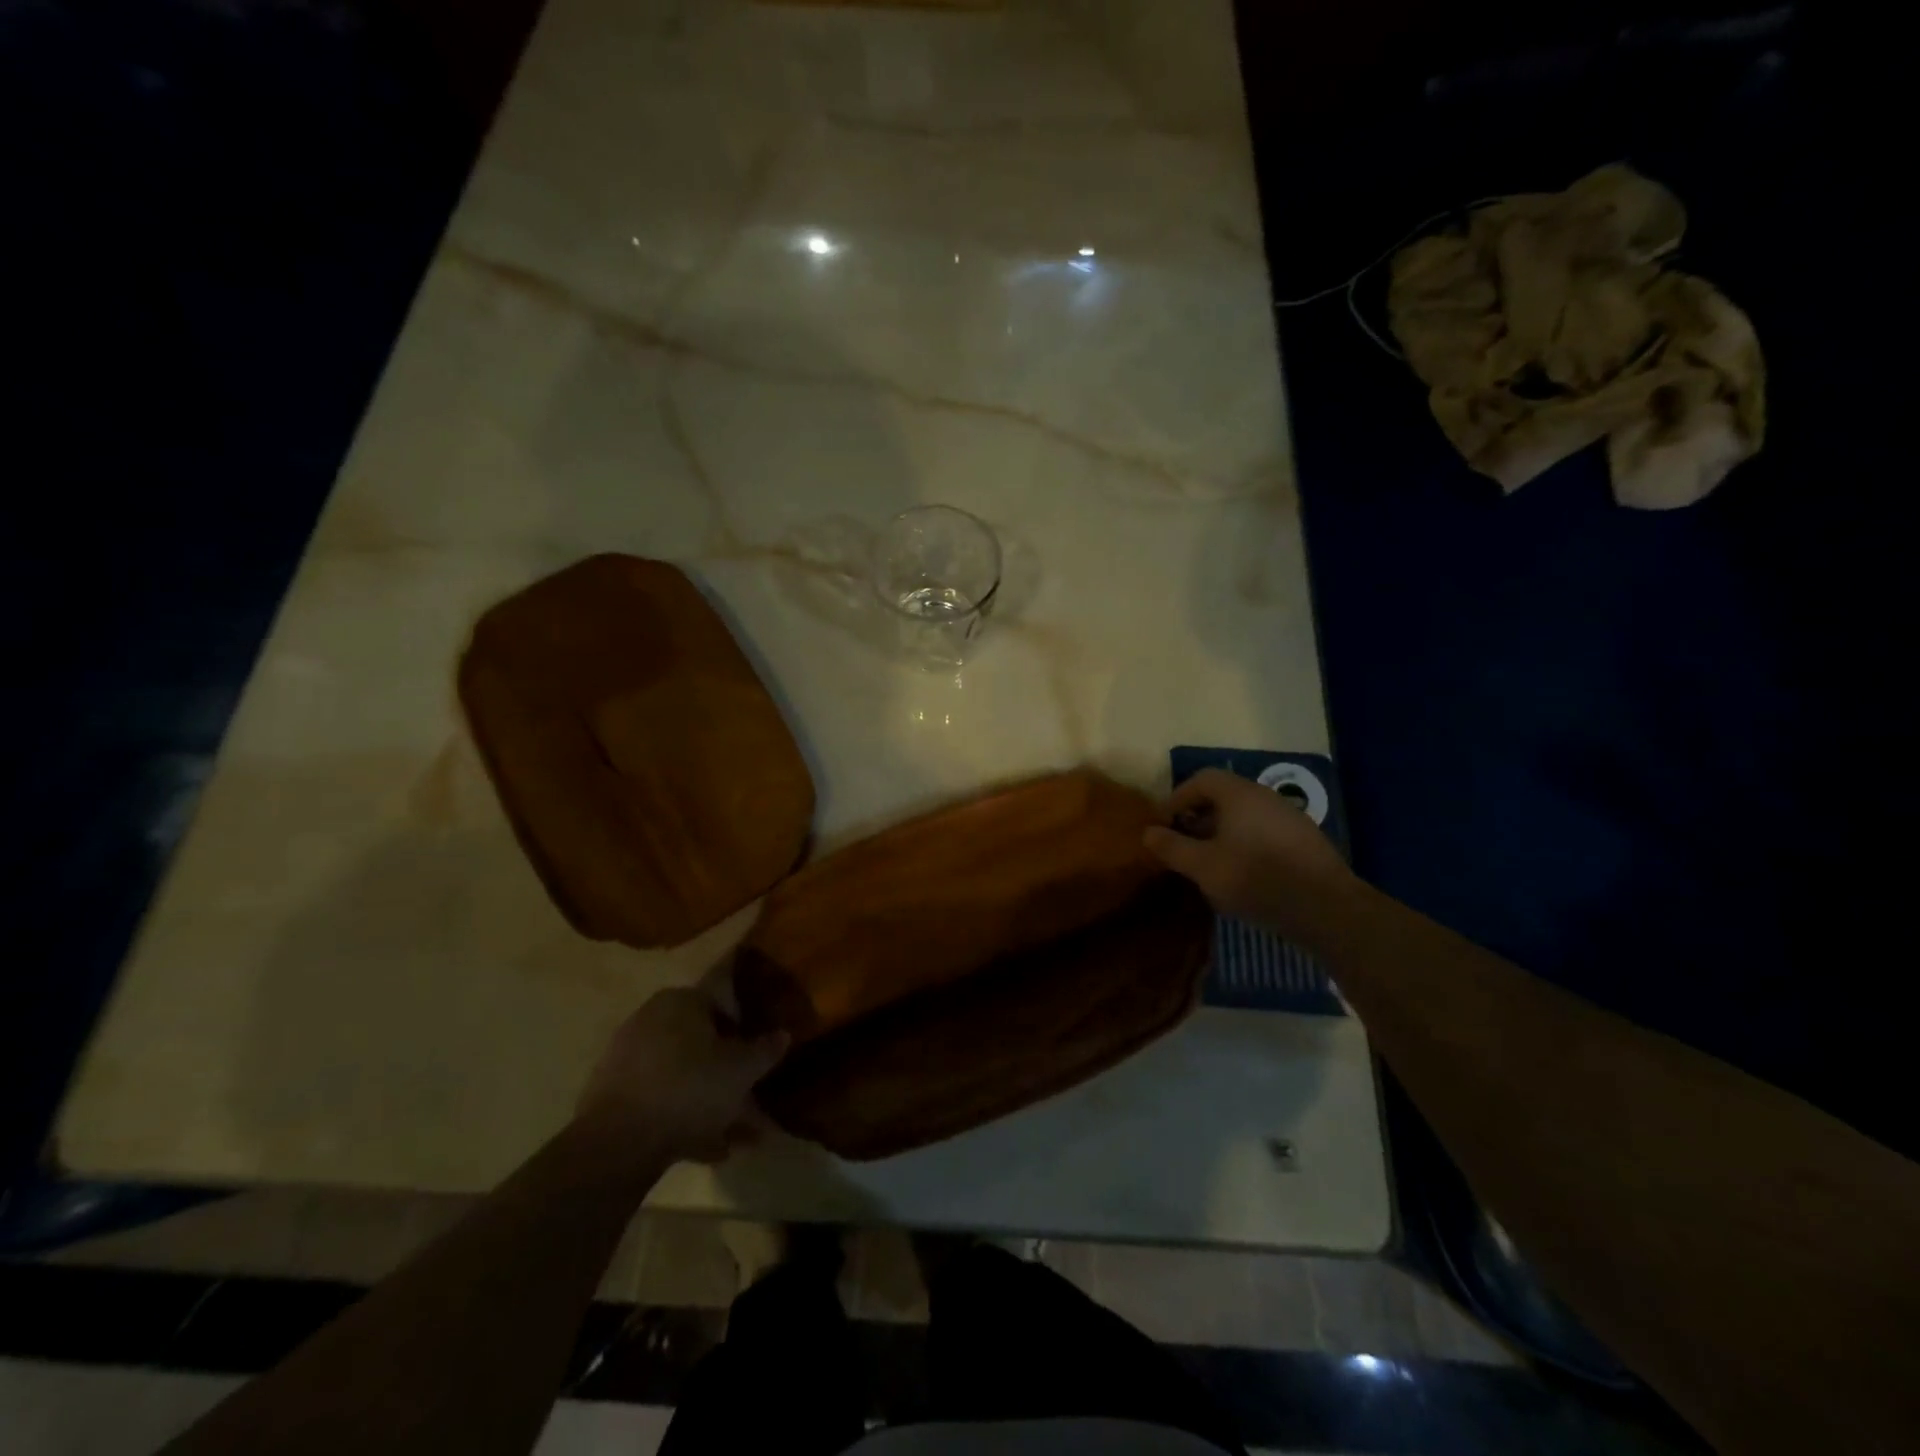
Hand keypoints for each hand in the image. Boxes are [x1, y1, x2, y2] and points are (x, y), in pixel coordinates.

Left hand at [577, 988, 789, 1165]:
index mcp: (681, 1001)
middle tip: (749, 1098)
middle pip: (699, 1043)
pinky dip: (682, 1119)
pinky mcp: (611, 1096)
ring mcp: (627, 1058)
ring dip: (708, 1102)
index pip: (721, 1003)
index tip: (758, 1056)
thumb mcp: (742, 1069)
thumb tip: (783, 1034)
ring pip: (681, 1076)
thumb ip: (765, 1050)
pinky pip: (659, 1100)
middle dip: (726, 1072)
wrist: (617, 1142)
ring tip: (736, 1136)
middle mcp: (651, 1019)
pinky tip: (708, 1149)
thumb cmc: (690, 1088)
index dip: (744, 1030)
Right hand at [1144, 768, 1356, 940]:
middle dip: (1199, 817)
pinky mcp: (1305, 842)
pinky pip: (1264, 833)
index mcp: (1239, 794)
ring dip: (1222, 833)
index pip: (1201, 779)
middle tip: (1183, 844)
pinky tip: (1243, 875)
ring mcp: (1290, 818)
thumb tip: (1148, 832)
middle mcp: (1265, 797)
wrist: (1325, 908)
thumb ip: (1172, 847)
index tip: (1164, 824)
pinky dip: (1246, 844)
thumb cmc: (1254, 877)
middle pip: (1224, 796)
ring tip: (1210, 863)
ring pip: (1245, 816)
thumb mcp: (1202, 865)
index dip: (1177, 798)